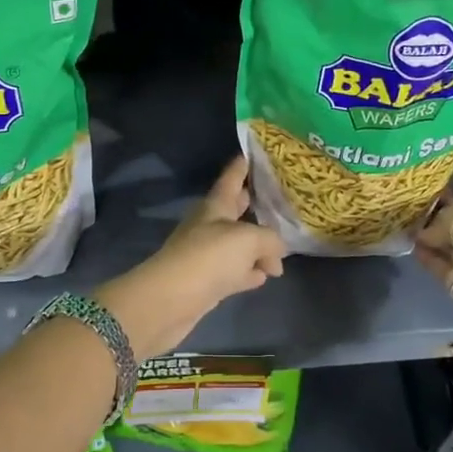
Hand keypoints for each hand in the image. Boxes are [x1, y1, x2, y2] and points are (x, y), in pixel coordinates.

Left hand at [98, 156, 287, 358]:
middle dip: (253, 204)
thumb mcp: (249, 240)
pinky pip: (234, 272)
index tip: (251, 152)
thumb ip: (270, 240)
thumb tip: (277, 255)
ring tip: (281, 248)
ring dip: (257, 246)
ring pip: (237, 244)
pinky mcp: (207, 282)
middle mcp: (209, 226)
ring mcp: (207, 255)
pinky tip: (265, 276)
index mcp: (215, 206)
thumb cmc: (209, 257)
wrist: (170, 300)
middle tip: (278, 198)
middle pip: (235, 210)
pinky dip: (249, 272)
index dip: (242, 165)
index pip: (231, 178)